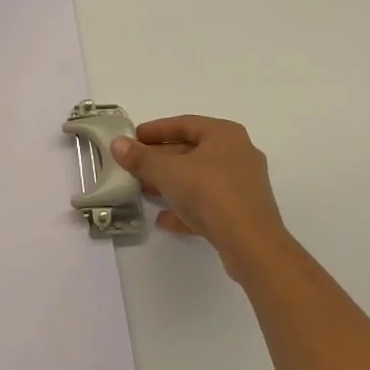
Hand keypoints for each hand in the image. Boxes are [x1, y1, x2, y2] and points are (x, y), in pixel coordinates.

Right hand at [112, 116, 292, 280]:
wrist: (251, 245)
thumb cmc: (209, 193)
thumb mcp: (167, 172)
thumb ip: (141, 157)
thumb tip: (118, 144)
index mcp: (225, 135)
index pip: (184, 124)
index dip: (156, 130)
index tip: (133, 138)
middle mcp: (238, 154)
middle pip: (192, 151)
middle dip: (161, 159)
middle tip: (135, 165)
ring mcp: (243, 186)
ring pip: (200, 179)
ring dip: (171, 184)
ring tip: (144, 190)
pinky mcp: (243, 213)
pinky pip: (209, 204)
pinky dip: (186, 207)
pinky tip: (164, 219)